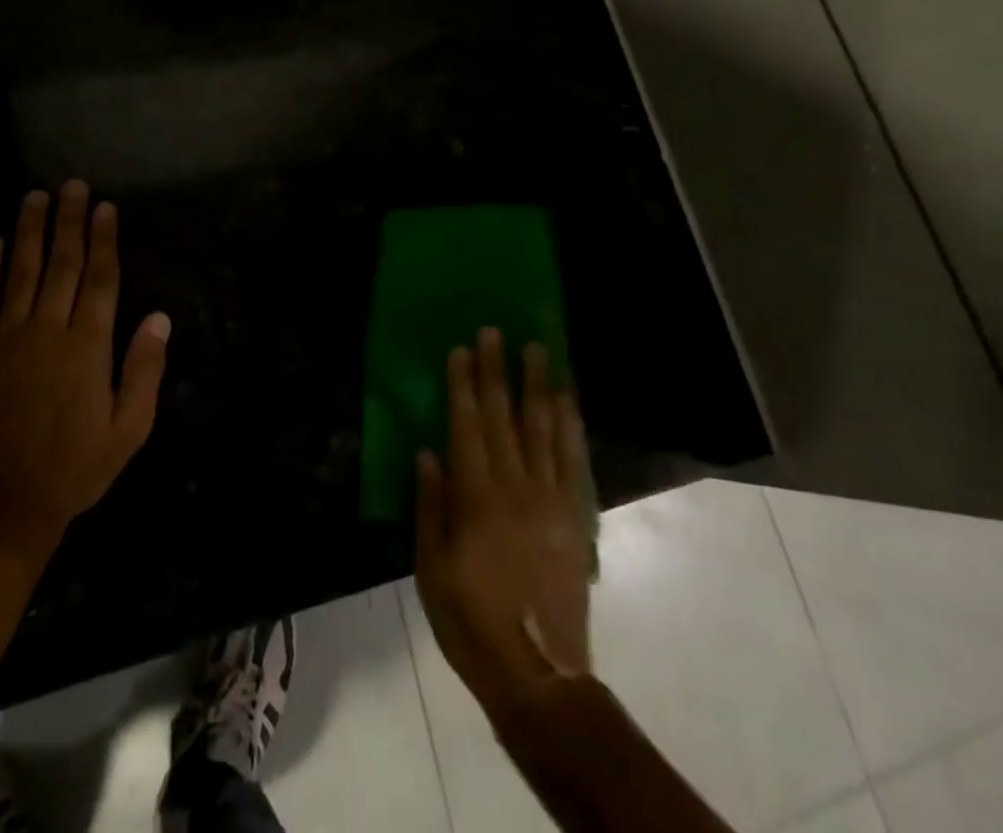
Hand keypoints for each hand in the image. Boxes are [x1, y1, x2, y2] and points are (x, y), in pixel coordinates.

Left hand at [0, 181, 170, 551]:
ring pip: (19, 273)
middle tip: (72, 185)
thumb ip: (144, 370)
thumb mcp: (129, 429)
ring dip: (28, 232)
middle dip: (68, 221)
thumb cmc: (75, 470)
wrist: (0, 511)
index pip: (100, 278)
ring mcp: (4, 341)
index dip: (103, 239)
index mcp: (88, 346)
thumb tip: (159, 318)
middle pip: (61, 264)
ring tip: (34, 197)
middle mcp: (47, 331)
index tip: (104, 207)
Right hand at [414, 328, 592, 720]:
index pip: (467, 426)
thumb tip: (427, 452)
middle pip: (504, 417)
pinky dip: (570, 424)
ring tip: (537, 349)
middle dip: (498, 371)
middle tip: (496, 331)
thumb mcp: (431, 569)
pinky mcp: (575, 515)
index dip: (464, 385)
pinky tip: (567, 399)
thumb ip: (430, 506)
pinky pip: (573, 459)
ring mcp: (551, 498)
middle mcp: (515, 487)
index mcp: (476, 499)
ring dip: (538, 385)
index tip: (462, 349)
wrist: (539, 671)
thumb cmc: (471, 621)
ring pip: (543, 428)